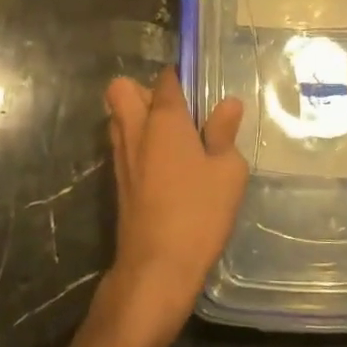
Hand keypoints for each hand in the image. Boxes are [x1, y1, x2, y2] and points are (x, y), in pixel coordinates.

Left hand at [102, 68, 247, 338]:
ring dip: (137, 116)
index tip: (198, 87)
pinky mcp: (118, 182)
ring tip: (173, 137)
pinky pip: (122, 144)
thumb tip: (229, 103)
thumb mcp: (227, 171)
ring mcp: (122, 156)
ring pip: (118, 116)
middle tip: (175, 110)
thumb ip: (225, 133)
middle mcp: (135, 129)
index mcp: (164, 119)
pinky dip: (137, 142)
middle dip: (143, 89)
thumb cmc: (198, 213)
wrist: (156, 268)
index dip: (180, 77)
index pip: (165, 79)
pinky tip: (166, 165)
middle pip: (122, 89)